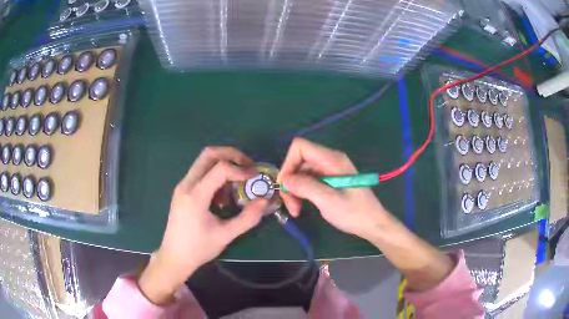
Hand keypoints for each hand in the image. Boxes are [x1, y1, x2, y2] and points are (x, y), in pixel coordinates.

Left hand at [138, 147, 267, 304]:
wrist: (174, 257)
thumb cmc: (199, 248)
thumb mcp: (226, 235)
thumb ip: (248, 218)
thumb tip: (265, 200)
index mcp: (195, 195)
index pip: (220, 168)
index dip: (241, 169)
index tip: (255, 177)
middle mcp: (186, 184)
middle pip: (209, 154)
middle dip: (232, 155)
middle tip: (248, 167)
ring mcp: (182, 186)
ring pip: (204, 161)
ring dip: (223, 165)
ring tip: (236, 185)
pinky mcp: (182, 190)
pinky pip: (200, 173)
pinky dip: (215, 175)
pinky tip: (222, 196)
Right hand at [278, 138, 393, 240]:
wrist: (373, 224)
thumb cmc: (354, 213)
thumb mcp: (328, 201)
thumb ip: (305, 187)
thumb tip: (284, 180)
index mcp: (332, 159)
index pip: (300, 147)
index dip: (288, 163)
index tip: (285, 185)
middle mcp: (329, 161)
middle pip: (299, 161)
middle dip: (290, 181)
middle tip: (290, 205)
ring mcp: (329, 171)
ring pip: (301, 173)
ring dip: (294, 190)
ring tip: (295, 210)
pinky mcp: (329, 181)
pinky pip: (308, 181)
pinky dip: (301, 193)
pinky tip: (301, 207)